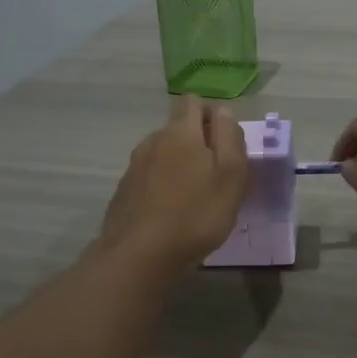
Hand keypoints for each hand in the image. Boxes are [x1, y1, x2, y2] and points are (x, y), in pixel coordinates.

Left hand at [98, 95, 249, 275]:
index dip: (212, 116)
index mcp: (181, 131)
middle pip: (179, 128)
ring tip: (194, 197)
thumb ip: (230, 137)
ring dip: (180, 165)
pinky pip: (150, 177)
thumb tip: (223, 112)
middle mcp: (153, 140)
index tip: (227, 144)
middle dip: (198, 143)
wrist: (139, 256)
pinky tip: (172, 211)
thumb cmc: (196, 214)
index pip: (194, 102)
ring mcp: (135, 166)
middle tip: (217, 175)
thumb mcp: (231, 174)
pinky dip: (164, 185)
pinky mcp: (125, 191)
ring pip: (164, 153)